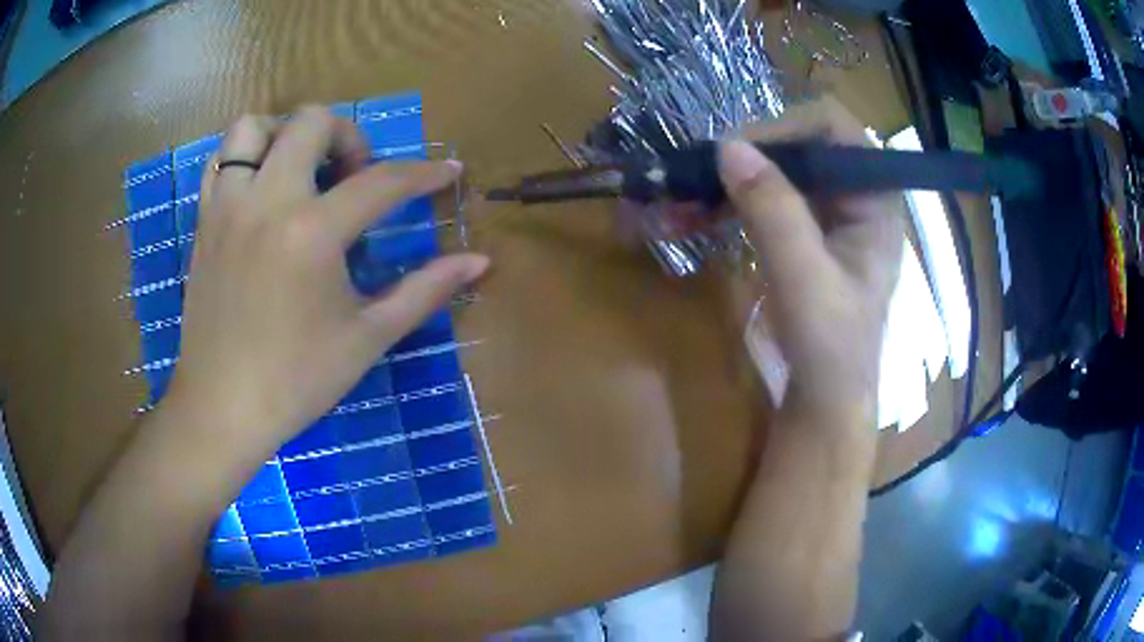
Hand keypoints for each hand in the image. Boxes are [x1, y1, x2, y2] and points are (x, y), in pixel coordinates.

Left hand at [166, 106, 488, 453]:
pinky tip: (262, 188)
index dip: (424, 174)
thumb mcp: (368, 337)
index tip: (448, 172)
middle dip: (348, 137)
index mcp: (312, 232)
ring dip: (285, 134)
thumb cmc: (297, 380)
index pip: (381, 182)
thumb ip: (425, 290)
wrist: (222, 407)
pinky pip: (220, 160)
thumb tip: (480, 262)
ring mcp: (228, 207)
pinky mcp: (205, 221)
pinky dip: (245, 157)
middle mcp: (267, 201)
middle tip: (354, 178)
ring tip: (300, 170)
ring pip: (253, 128)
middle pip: (313, 122)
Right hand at [719, 99, 903, 429]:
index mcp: (875, 199)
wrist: (825, 400)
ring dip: (724, 183)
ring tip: (675, 202)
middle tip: (693, 175)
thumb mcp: (805, 279)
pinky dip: (725, 206)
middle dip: (743, 159)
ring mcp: (827, 214)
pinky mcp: (802, 234)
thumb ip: (774, 212)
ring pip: (773, 173)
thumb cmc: (831, 347)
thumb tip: (727, 146)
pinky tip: (688, 219)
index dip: (786, 126)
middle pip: (797, 147)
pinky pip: (762, 202)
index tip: (736, 151)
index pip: (835, 129)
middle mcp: (854, 196)